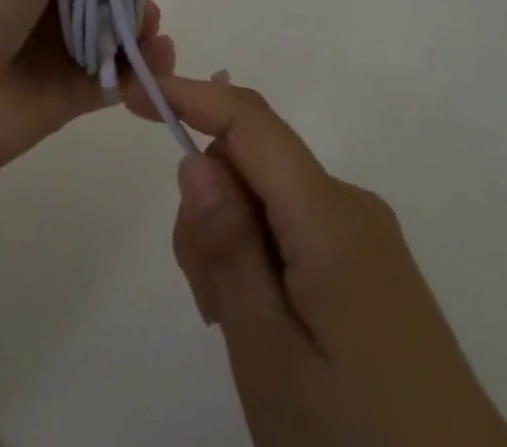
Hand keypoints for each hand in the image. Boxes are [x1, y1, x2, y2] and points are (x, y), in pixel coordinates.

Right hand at [136, 76, 506, 446]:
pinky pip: (296, 226)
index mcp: (328, 214)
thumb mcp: (270, 357)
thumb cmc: (356, 442)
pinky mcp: (371, 263)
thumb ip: (230, 251)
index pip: (250, 123)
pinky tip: (270, 326)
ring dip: (236, 242)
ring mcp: (365, 232)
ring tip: (242, 331)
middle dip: (212, 209)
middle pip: (253, 163)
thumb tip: (194, 158)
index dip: (192, 96)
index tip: (135, 94)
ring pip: (270, 197)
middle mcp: (349, 204)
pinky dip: (264, 257)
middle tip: (210, 303)